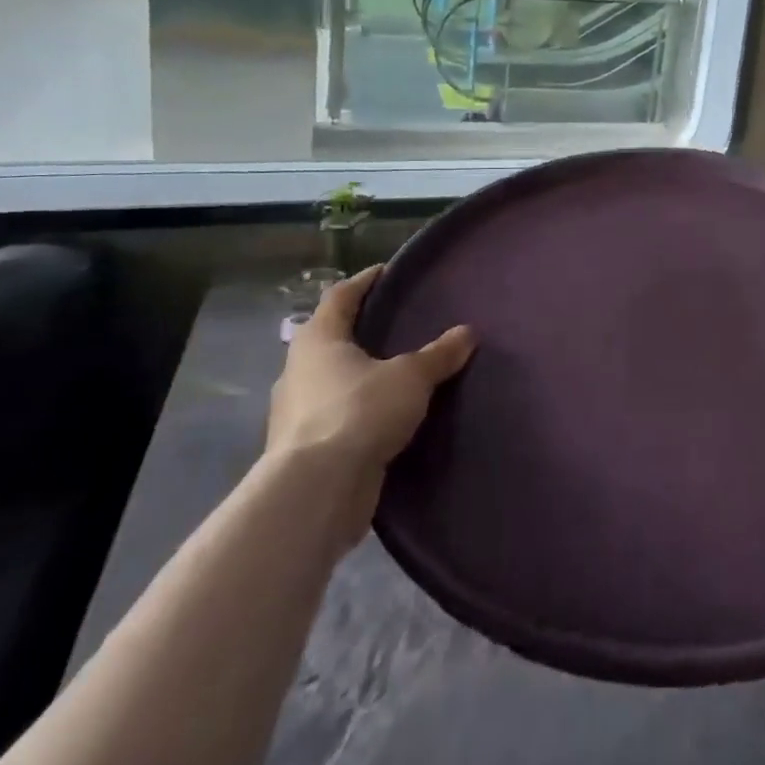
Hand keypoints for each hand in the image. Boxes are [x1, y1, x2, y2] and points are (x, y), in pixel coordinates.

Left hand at [268, 266, 475, 539]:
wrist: (316, 491)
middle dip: (360, 330)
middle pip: (329, 338)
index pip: (340, 296)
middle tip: (396, 324)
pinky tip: (382, 418)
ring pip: (330, 380)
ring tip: (395, 373)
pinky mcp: (303, 449)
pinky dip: (356, 412)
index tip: (387, 272)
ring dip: (357, 375)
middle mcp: (299, 370)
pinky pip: (335, 417)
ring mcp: (296, 412)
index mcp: (319, 340)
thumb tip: (468, 332)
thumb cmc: (359, 412)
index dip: (365, 281)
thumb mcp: (411, 377)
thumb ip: (439, 354)